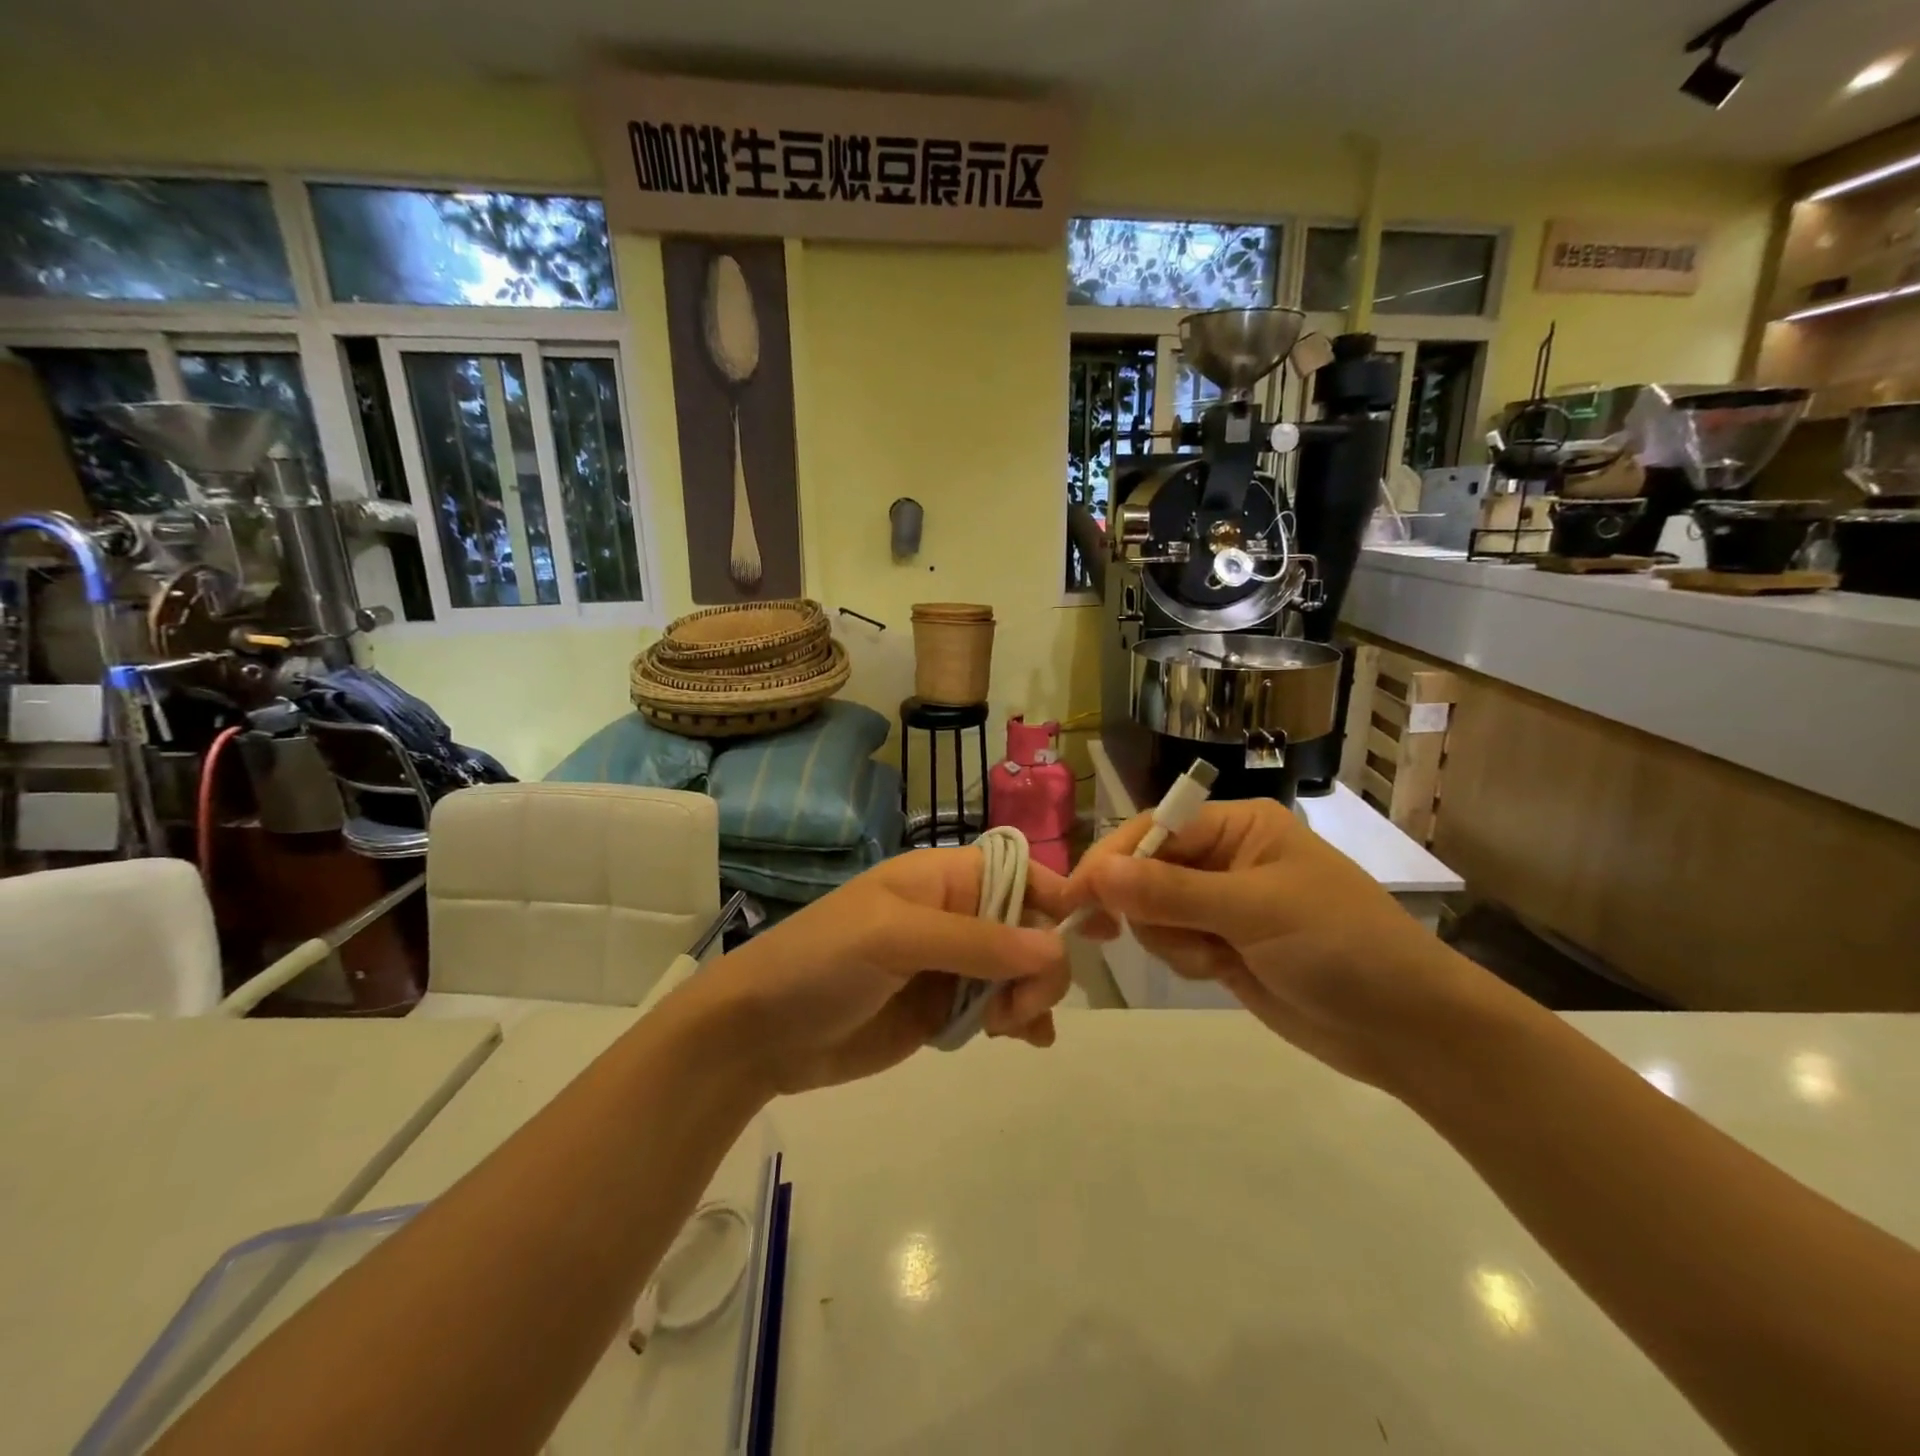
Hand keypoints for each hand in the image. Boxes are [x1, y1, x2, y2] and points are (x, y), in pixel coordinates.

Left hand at [696, 848, 1074, 1095]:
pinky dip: (1020, 1021)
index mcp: (940, 879)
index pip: (1018, 872)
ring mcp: (948, 965)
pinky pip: (998, 1008)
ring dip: (1031, 995)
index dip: (1060, 893)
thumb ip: (976, 942)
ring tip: (1010, 1028)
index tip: (1100, 928)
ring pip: (1019, 970)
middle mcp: (953, 916)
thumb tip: (1056, 946)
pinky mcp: (941, 1010)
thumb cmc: (821, 963)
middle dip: (1040, 962)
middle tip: (1019, 1007)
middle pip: (1028, 926)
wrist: (760, 1033)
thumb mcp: (894, 938)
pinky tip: (1025, 1040)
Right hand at [1065, 800, 1495, 1089]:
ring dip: (1170, 938)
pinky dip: (1183, 957)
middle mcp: (1224, 856)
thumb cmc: (1341, 947)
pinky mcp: (1222, 945)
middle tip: (1141, 935)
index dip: (1112, 860)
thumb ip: (1171, 892)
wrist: (1408, 1029)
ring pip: (1153, 910)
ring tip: (1213, 958)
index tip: (1075, 898)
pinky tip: (1219, 971)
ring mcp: (1222, 904)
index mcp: (1237, 826)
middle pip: (1146, 869)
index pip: (1154, 829)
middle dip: (1144, 905)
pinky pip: (1173, 942)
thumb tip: (1095, 872)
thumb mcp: (1255, 911)